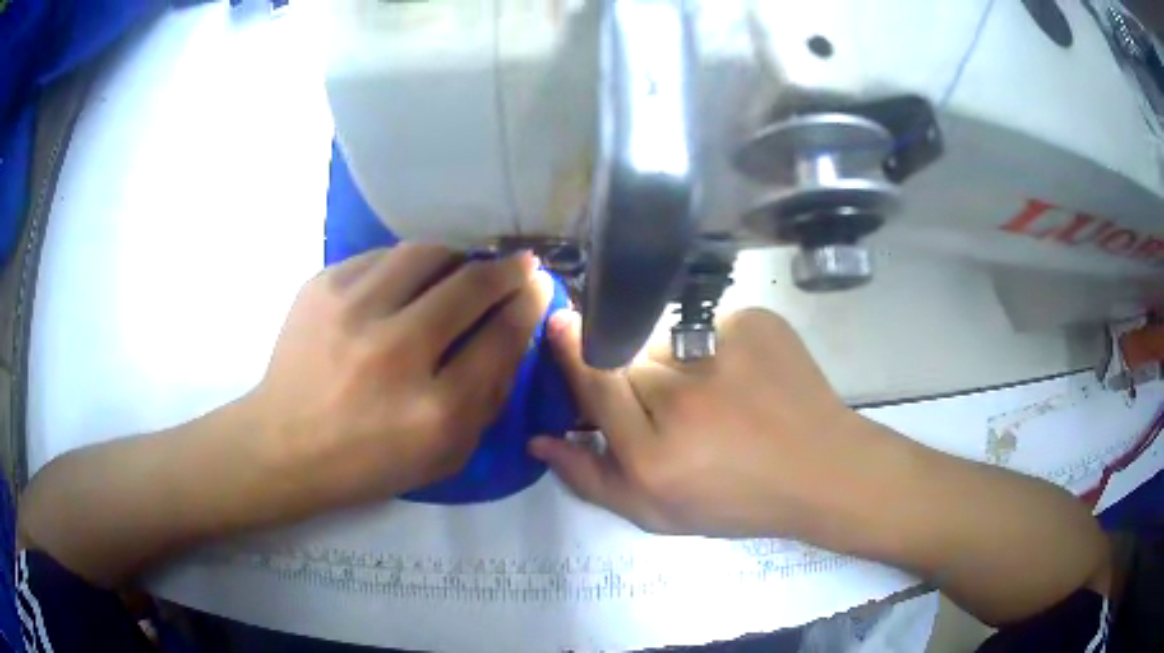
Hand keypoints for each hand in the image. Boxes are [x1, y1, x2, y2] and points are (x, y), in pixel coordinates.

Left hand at [251, 245, 551, 515]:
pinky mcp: (321, 287)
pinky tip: (406, 282)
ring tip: (461, 268)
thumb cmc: (369, 461)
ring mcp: (352, 311)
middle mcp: (395, 352)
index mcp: (434, 410)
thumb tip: (513, 331)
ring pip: (427, 254)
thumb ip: (487, 397)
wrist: (284, 445)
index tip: (540, 286)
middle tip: (519, 265)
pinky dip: (406, 265)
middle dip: (507, 269)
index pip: (502, 337)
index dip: (530, 304)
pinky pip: (382, 255)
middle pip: (471, 285)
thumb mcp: (445, 455)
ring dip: (457, 257)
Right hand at [530, 308, 896, 539]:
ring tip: (716, 394)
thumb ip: (590, 479)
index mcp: (653, 454)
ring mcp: (723, 349)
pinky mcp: (755, 322)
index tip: (560, 323)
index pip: (593, 378)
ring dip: (674, 359)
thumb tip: (539, 437)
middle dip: (633, 371)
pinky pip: (710, 325)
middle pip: (627, 353)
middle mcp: (683, 396)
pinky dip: (714, 346)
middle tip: (669, 401)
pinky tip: (744, 378)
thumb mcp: (656, 513)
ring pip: (666, 337)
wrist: (823, 470)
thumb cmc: (737, 501)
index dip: (571, 347)